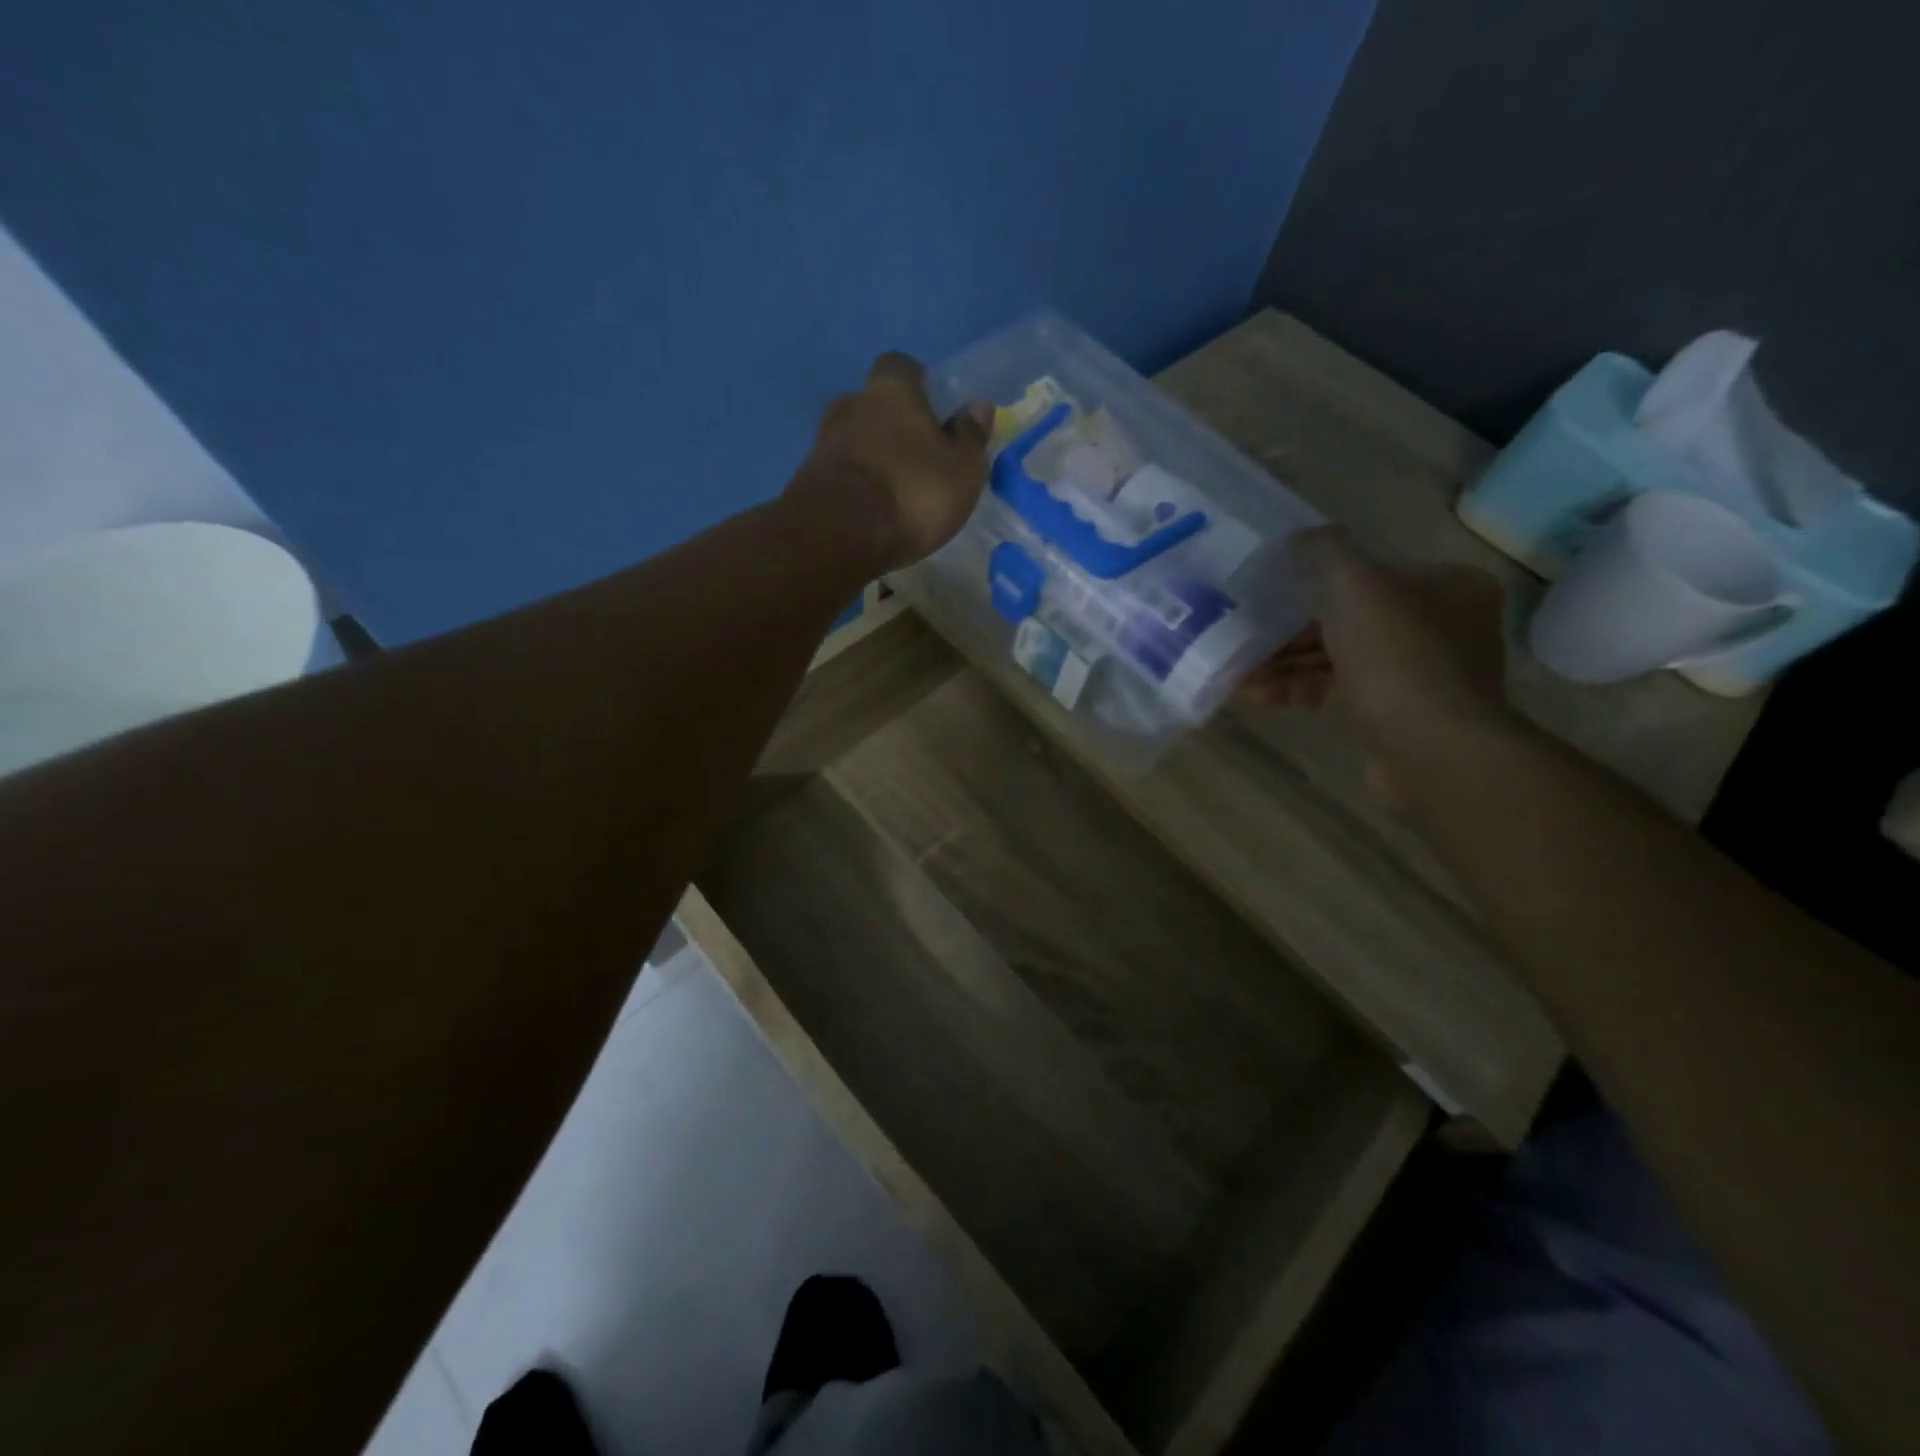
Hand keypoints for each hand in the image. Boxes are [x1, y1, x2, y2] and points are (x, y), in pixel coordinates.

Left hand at [787, 352, 993, 573]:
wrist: (838, 535)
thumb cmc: (912, 493)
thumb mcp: (962, 471)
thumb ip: (970, 437)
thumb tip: (977, 406)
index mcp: (891, 391)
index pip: (899, 366)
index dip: (915, 381)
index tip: (930, 405)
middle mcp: (851, 405)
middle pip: (870, 403)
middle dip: (889, 422)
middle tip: (913, 453)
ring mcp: (822, 443)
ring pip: (851, 438)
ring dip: (869, 456)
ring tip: (891, 487)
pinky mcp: (806, 480)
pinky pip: (837, 472)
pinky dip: (852, 484)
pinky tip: (868, 509)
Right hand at [1243, 527, 1509, 758]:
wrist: (1431, 751)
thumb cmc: (1395, 656)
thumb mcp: (1353, 585)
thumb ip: (1324, 551)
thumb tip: (1301, 537)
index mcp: (1446, 586)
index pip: (1371, 573)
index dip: (1316, 581)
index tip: (1271, 591)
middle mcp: (1439, 627)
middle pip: (1350, 618)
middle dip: (1291, 629)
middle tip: (1245, 632)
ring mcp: (1419, 675)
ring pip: (1339, 658)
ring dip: (1286, 662)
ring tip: (1237, 669)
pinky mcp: (1395, 716)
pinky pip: (1337, 693)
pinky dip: (1298, 690)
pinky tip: (1256, 695)